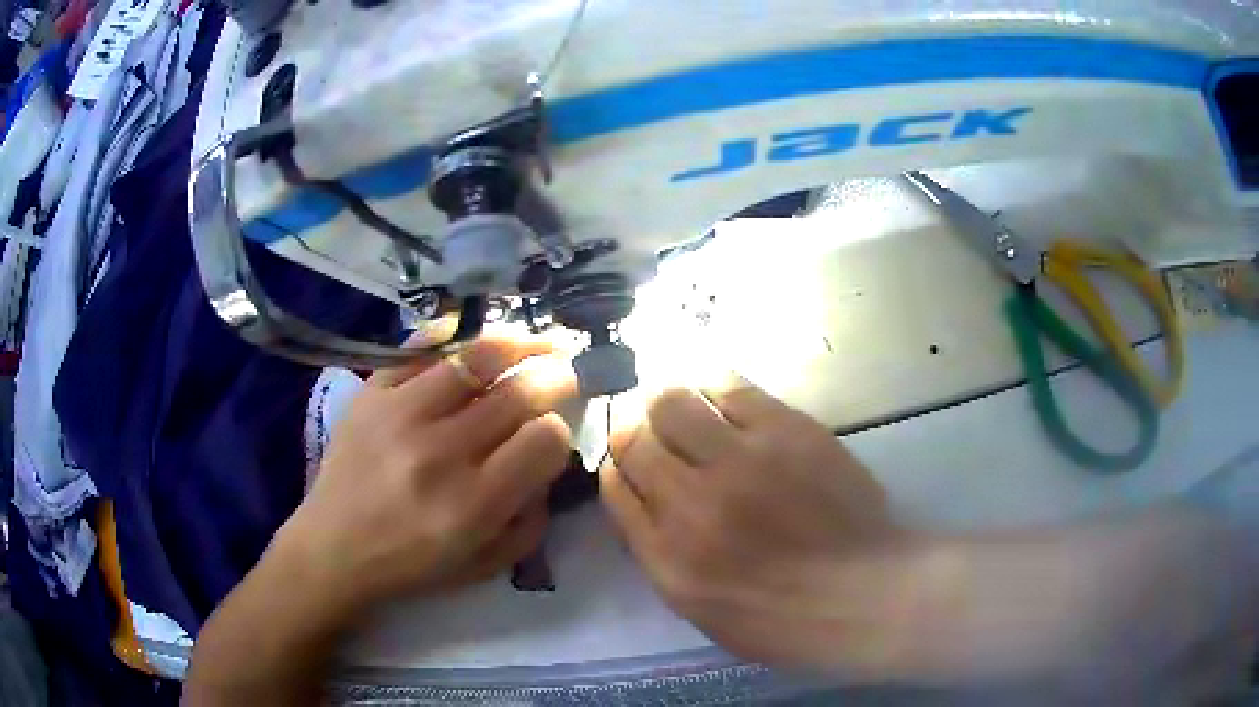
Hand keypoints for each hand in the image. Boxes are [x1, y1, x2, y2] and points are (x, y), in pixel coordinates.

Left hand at [276, 335, 578, 620]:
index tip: (552, 434)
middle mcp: (441, 451)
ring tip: (536, 340)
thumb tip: (549, 461)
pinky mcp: (372, 392)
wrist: (333, 548)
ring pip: (477, 356)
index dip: (559, 431)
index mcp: (473, 503)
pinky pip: (421, 347)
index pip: (545, 439)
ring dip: (519, 342)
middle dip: (554, 376)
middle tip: (564, 371)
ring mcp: (401, 413)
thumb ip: (532, 520)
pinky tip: (475, 337)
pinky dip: (455, 335)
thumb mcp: (486, 564)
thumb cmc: (412, 565)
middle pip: (519, 391)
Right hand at [601, 375, 916, 676]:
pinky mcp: (785, 429)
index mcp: (666, 556)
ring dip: (668, 404)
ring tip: (686, 411)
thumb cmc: (781, 616)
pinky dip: (712, 386)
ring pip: (672, 401)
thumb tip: (639, 495)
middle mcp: (691, 502)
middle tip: (655, 433)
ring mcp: (741, 460)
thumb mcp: (698, 607)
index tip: (630, 465)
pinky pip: (729, 386)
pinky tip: (718, 395)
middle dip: (634, 432)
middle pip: (632, 438)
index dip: (617, 468)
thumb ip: (658, 551)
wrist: (862, 592)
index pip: (615, 487)